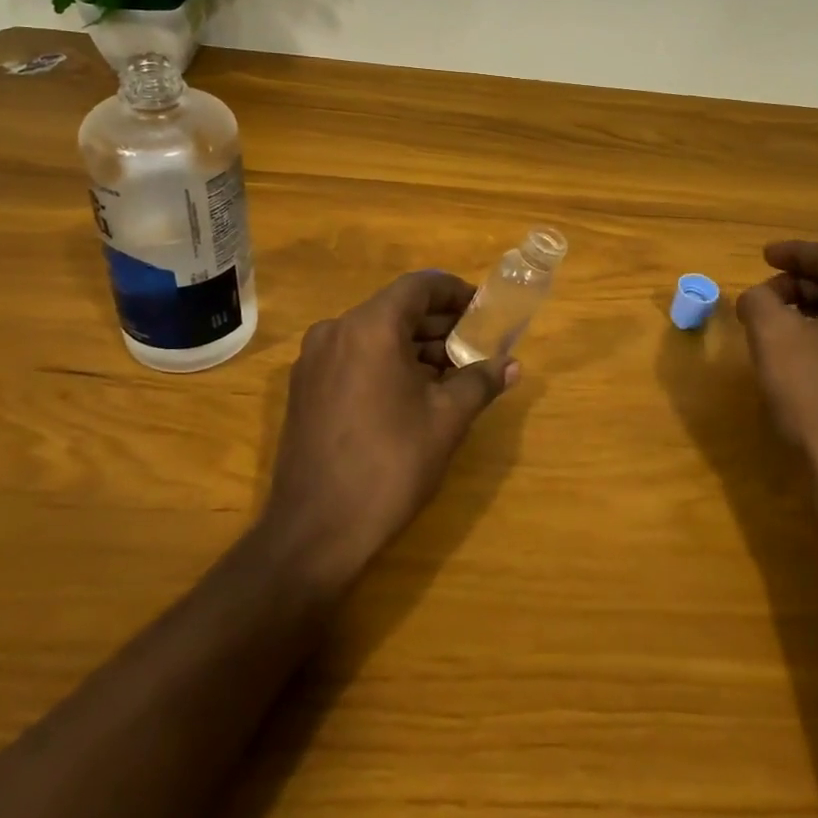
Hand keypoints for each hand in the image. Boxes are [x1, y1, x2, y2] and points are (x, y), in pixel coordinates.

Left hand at [262, 270, 517, 589]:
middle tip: (475, 343)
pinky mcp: (305, 388)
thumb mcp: (446, 420)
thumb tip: (512, 365)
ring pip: (374, 334)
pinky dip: (386, 362)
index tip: (484, 309)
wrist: (315, 531)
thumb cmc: (389, 465)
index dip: (455, 292)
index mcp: (370, 327)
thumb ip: (480, 381)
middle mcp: (336, 331)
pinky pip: (354, 357)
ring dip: (414, 345)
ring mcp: (314, 360)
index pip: (419, 286)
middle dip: (438, 323)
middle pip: (396, 309)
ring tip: (452, 371)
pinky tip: (414, 392)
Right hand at [736, 240, 817, 517]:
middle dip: (797, 284)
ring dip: (808, 311)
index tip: (764, 255)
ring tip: (772, 324)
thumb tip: (758, 298)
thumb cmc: (812, 394)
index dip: (794, 252)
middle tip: (761, 297)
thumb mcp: (772, 335)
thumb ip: (758, 300)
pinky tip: (796, 355)